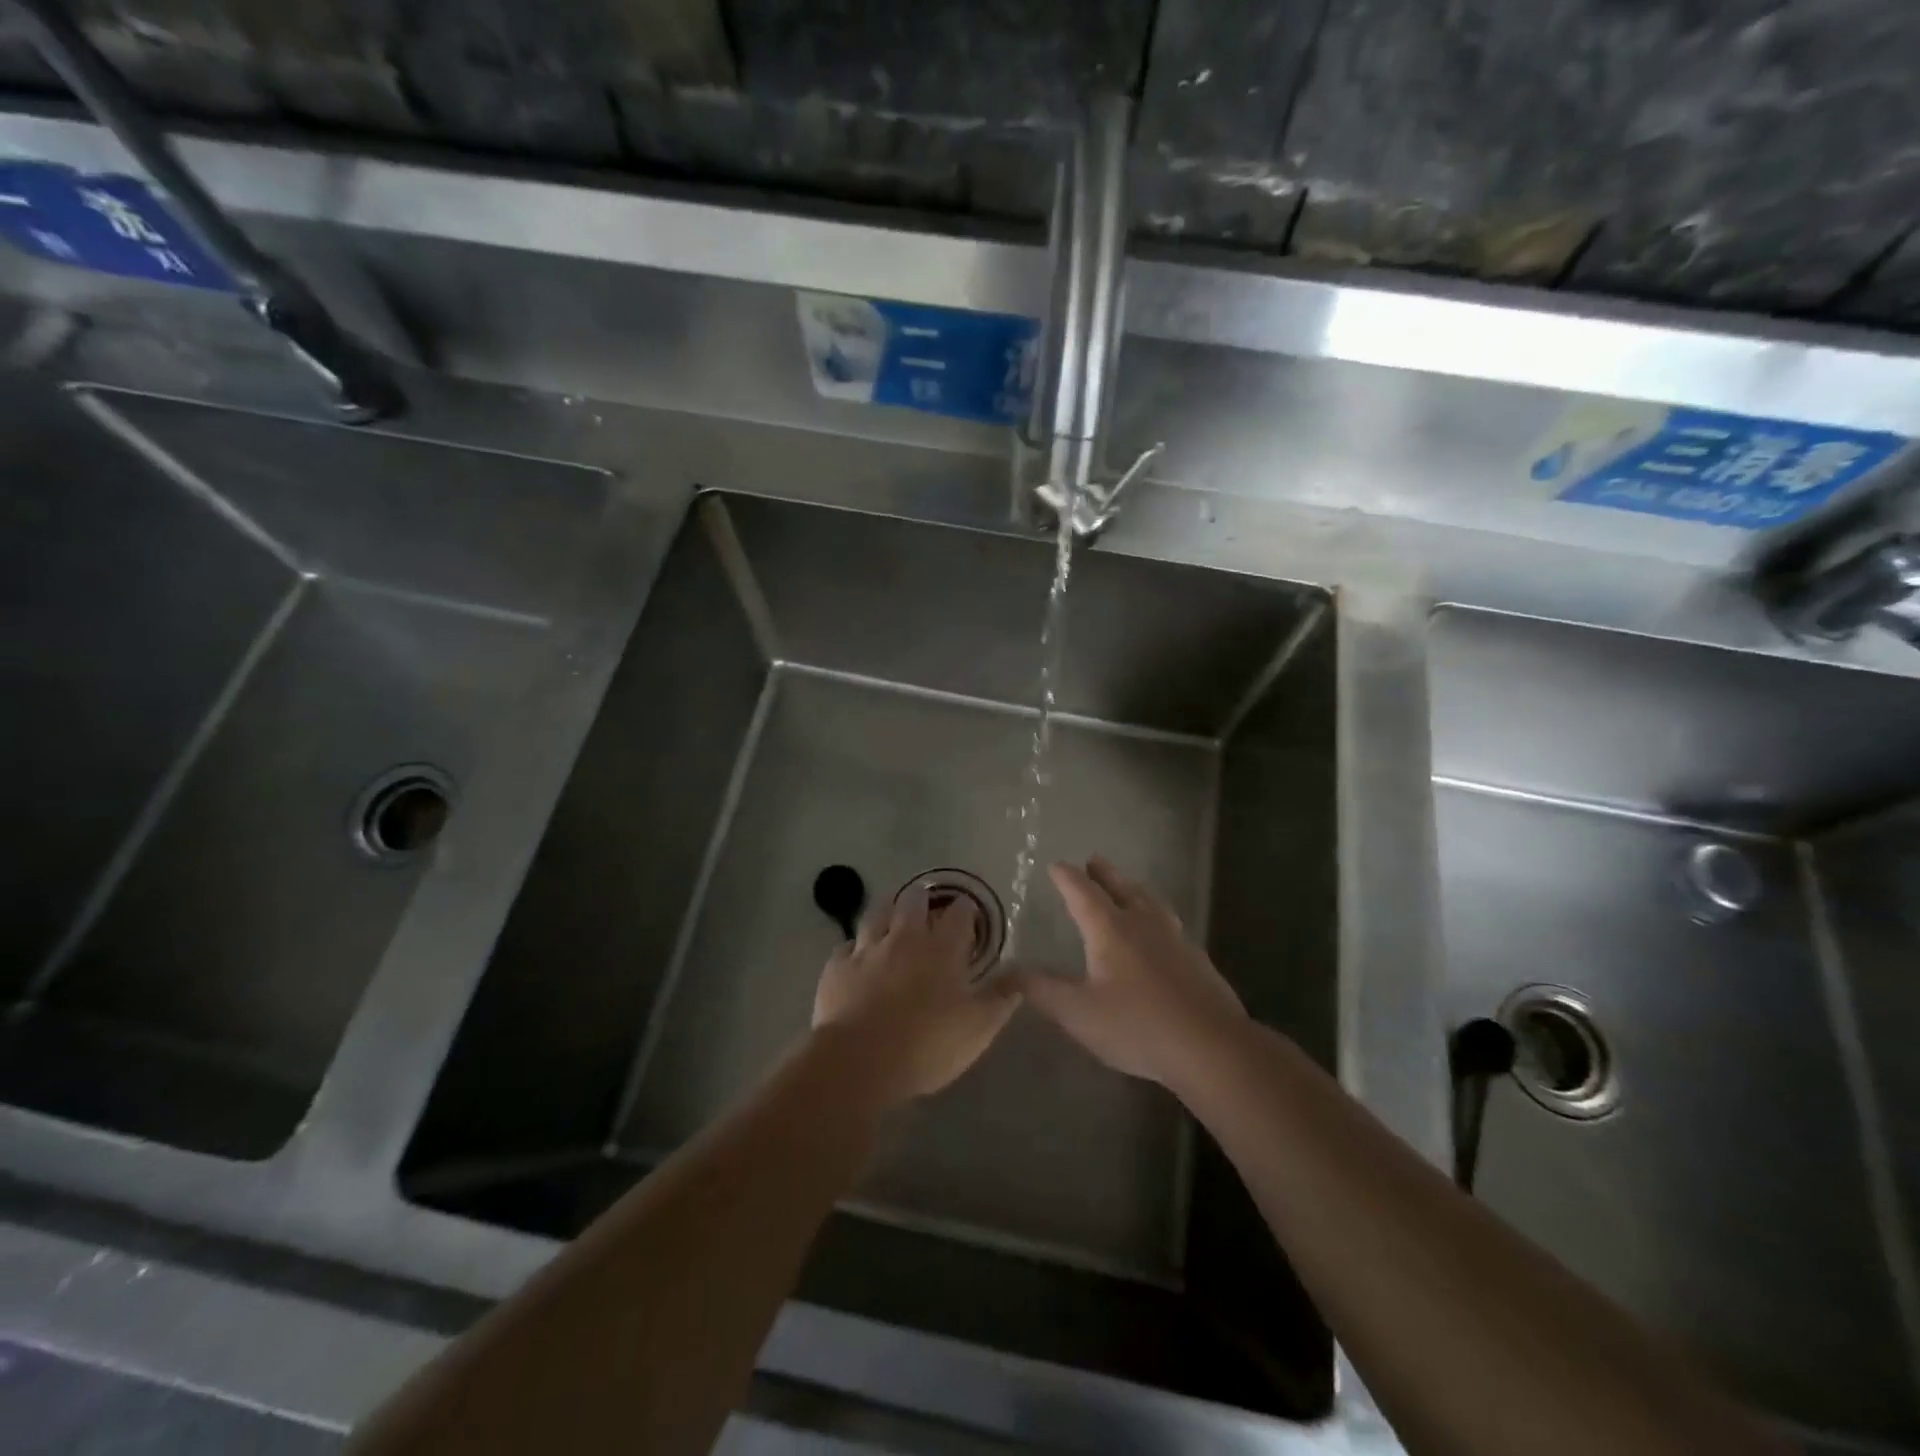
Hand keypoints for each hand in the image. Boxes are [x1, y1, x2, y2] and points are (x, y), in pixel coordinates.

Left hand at [813, 887, 1019, 1105]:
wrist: (859, 1061)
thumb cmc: (927, 1044)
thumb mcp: (978, 1028)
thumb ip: (1001, 997)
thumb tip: (1022, 973)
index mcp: (942, 948)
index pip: (959, 914)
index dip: (965, 910)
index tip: (969, 912)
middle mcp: (905, 937)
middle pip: (913, 901)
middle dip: (922, 899)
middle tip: (927, 908)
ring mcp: (867, 949)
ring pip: (877, 914)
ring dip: (888, 913)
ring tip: (893, 919)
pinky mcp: (837, 967)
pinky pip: (847, 946)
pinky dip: (855, 948)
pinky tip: (857, 957)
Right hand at [1018, 856, 1247, 1088]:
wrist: (1211, 1046)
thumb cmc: (1137, 1025)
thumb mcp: (1078, 1012)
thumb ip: (1041, 990)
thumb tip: (1008, 971)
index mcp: (1111, 929)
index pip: (1083, 893)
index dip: (1067, 878)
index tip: (1057, 865)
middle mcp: (1143, 924)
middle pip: (1122, 888)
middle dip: (1104, 874)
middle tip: (1094, 860)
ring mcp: (1175, 939)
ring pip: (1151, 902)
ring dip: (1134, 889)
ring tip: (1129, 886)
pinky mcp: (1197, 960)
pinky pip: (1171, 924)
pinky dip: (1157, 916)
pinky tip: (1162, 932)